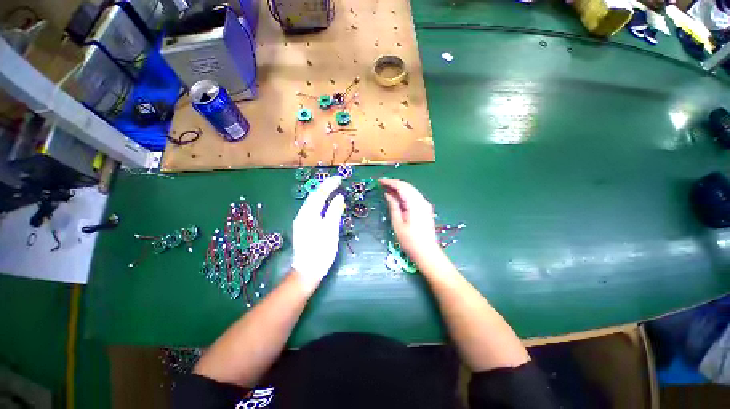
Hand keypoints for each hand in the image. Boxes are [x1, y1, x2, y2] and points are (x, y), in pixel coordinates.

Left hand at [291, 176, 345, 290]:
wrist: (307, 271)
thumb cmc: (321, 251)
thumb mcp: (330, 230)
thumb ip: (334, 212)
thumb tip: (339, 197)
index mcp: (308, 215)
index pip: (319, 194)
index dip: (329, 185)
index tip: (339, 179)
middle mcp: (302, 215)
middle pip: (313, 197)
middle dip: (325, 188)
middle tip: (337, 182)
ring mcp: (301, 222)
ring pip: (312, 203)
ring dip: (322, 194)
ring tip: (333, 190)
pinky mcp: (303, 227)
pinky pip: (312, 210)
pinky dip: (320, 203)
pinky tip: (326, 205)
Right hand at [380, 178, 441, 265]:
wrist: (427, 252)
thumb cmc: (410, 241)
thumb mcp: (398, 223)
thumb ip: (393, 206)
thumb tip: (388, 194)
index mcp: (415, 204)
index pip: (402, 187)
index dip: (390, 182)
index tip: (379, 181)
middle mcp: (422, 201)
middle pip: (407, 186)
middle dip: (394, 184)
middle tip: (381, 184)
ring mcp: (425, 204)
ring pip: (411, 190)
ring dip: (399, 188)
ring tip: (387, 189)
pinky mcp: (425, 209)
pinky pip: (413, 196)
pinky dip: (404, 194)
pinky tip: (397, 197)